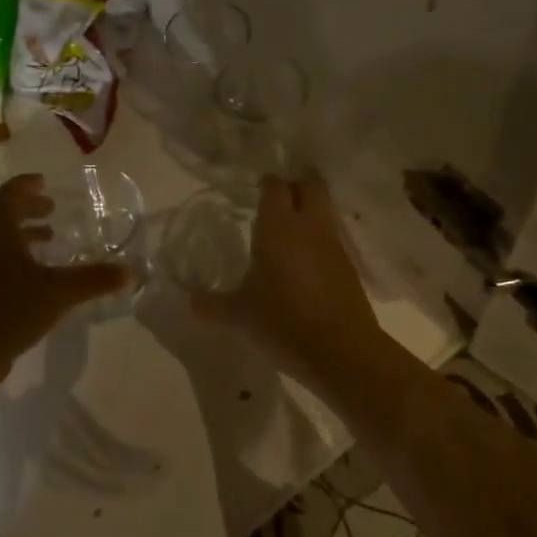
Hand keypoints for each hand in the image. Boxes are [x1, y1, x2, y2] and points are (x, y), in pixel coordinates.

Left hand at [0, 174, 131, 377]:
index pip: (7, 197)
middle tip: (52, 210)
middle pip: (1, 216)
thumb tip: (129, 271)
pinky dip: (18, 258)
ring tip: (50, 241)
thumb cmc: (9, 310)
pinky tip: (38, 278)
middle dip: (27, 209)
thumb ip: (93, 279)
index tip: (43, 182)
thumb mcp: (58, 292)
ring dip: (23, 235)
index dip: (24, 186)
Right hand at [191, 176, 379, 377]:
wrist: (341, 352)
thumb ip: (210, 305)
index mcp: (279, 227)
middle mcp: (310, 227)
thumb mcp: (238, 316)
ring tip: (287, 232)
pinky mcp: (349, 267)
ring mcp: (334, 246)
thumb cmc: (283, 322)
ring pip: (324, 211)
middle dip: (295, 186)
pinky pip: (332, 240)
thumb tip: (187, 301)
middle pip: (310, 185)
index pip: (275, 186)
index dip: (266, 184)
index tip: (254, 190)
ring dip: (309, 213)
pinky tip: (304, 263)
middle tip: (275, 202)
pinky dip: (318, 241)